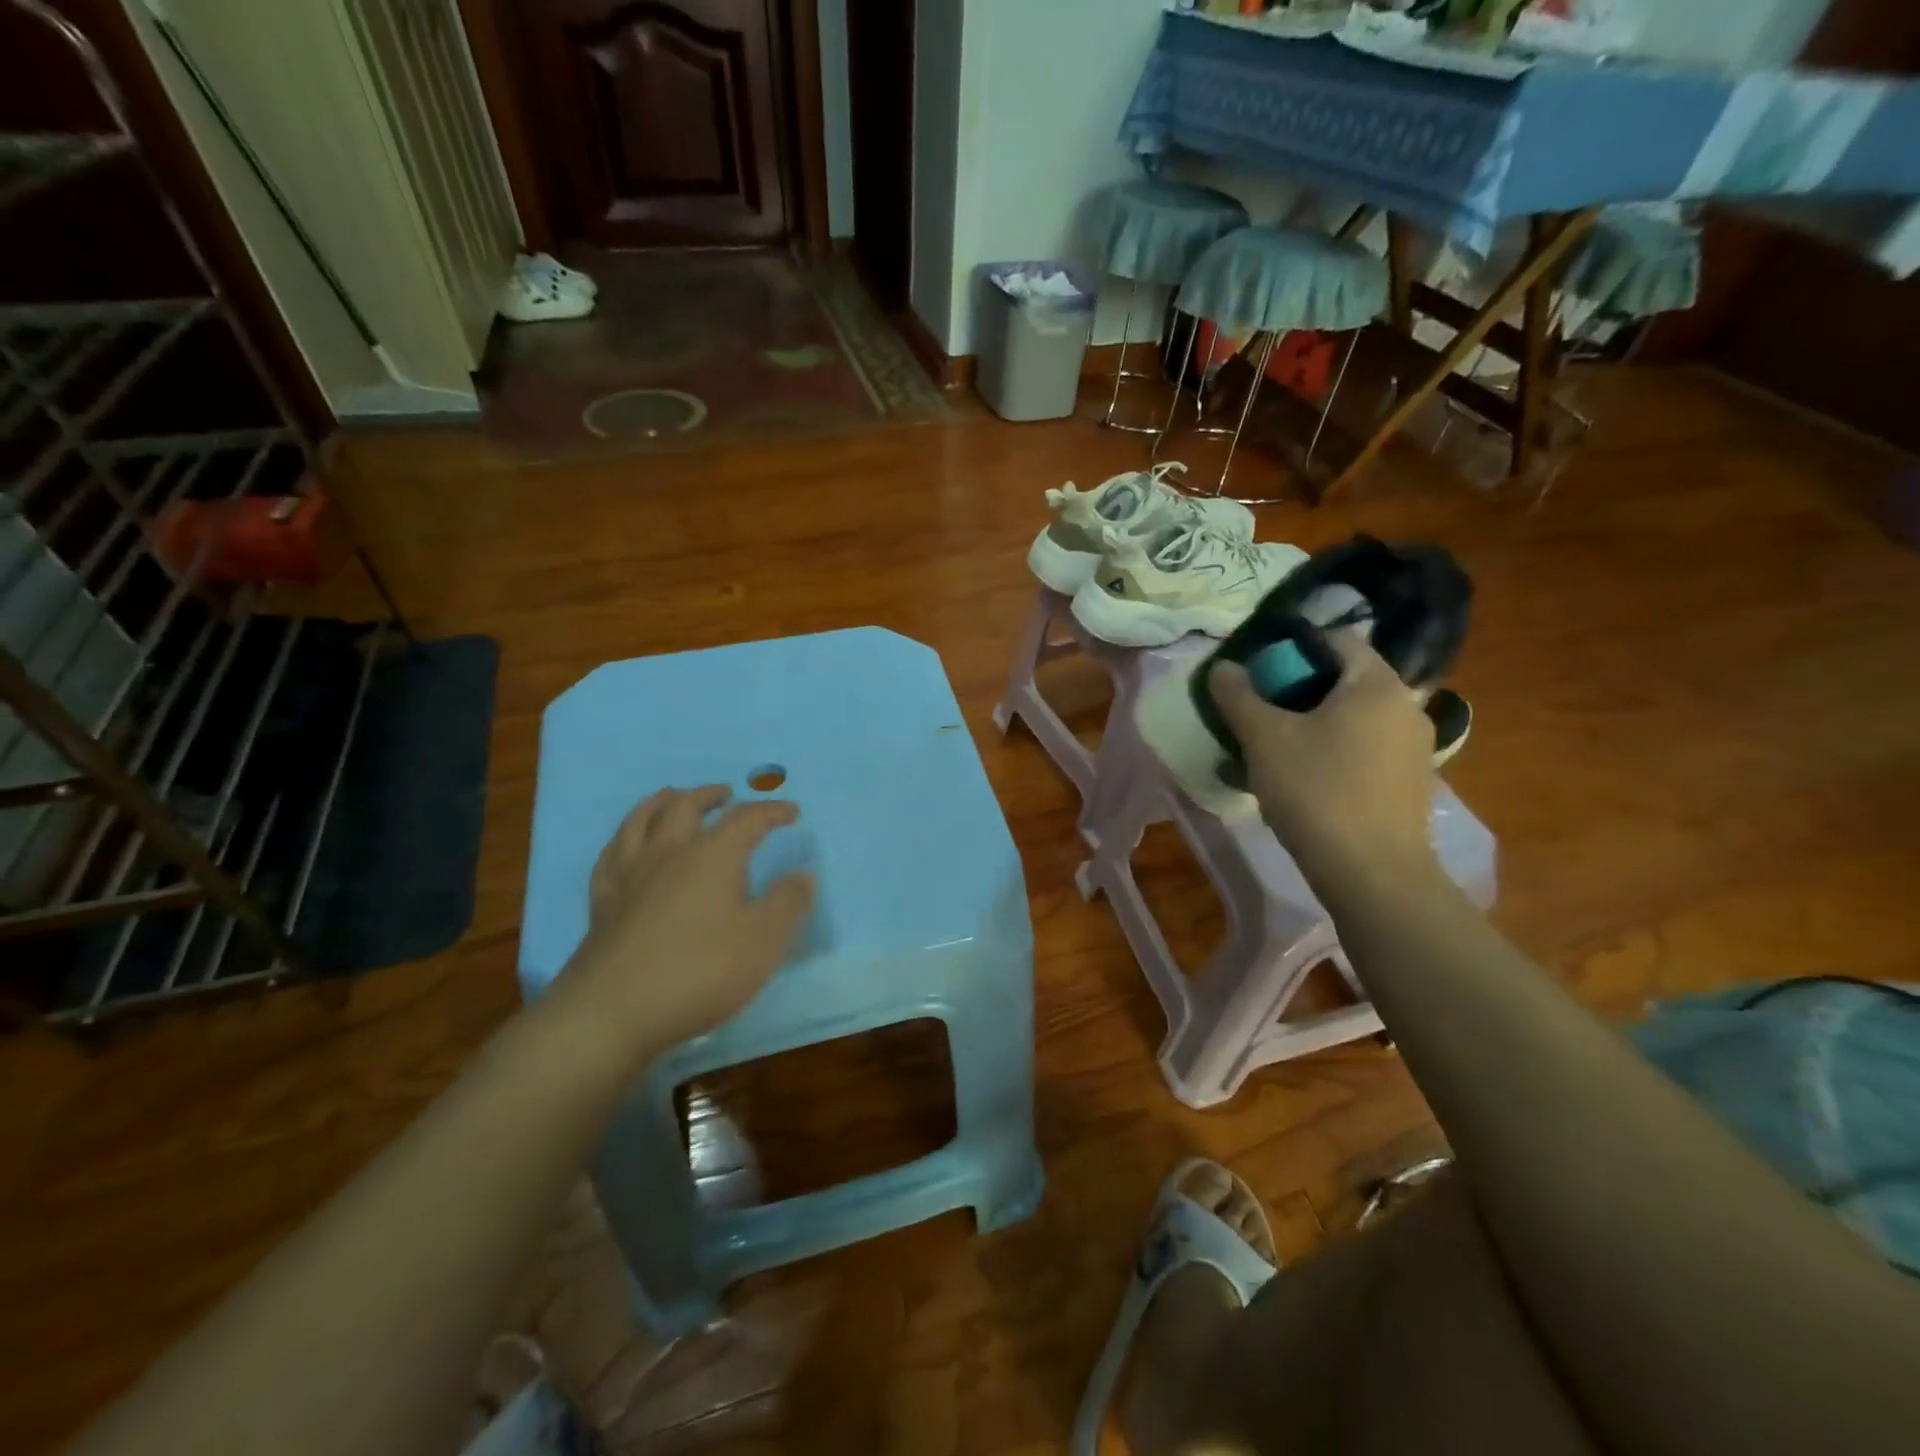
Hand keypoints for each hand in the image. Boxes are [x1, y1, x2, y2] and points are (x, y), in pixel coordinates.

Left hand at [555, 786, 814, 1064]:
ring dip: (663, 801)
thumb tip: (802, 874)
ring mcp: (629, 875)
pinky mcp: (601, 901)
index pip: (746, 819)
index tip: (791, 812)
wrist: (612, 1012)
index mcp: (712, 856)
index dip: (771, 811)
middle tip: (727, 794)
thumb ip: (787, 903)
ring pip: (641, 819)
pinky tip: (629, 845)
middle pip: (686, 806)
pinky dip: (626, 837)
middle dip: (711, 795)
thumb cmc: (699, 972)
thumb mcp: (763, 941)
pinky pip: (611, 854)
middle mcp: (668, 853)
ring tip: (675, 798)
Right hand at [1209, 631, 1443, 899]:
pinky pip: (1365, 751)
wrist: (1372, 873)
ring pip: (1353, 719)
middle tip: (1260, 713)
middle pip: (1345, 680)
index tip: (1260, 671)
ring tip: (1274, 751)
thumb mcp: (1264, 739)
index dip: (1294, 647)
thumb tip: (1223, 667)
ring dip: (1313, 725)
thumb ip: (1239, 696)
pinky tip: (1304, 782)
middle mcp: (1406, 707)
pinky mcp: (1410, 783)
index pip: (1337, 639)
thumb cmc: (1316, 791)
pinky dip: (1334, 753)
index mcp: (1376, 684)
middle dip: (1298, 691)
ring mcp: (1414, 748)